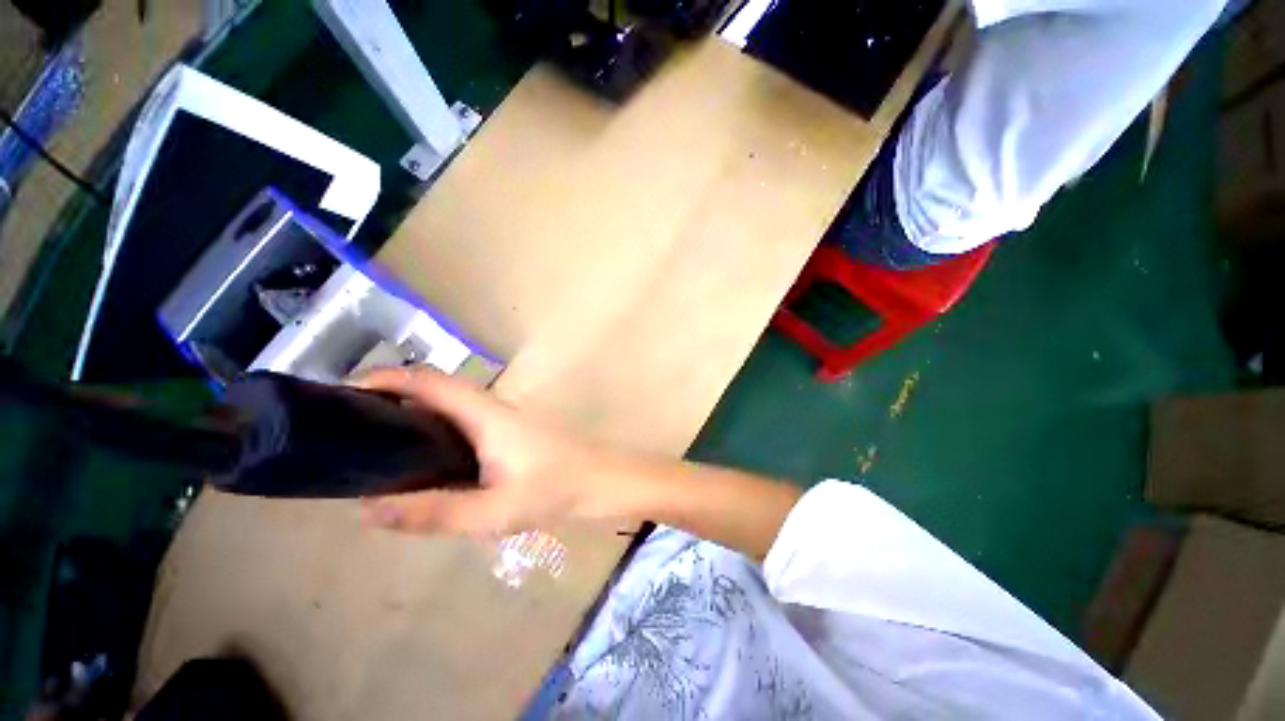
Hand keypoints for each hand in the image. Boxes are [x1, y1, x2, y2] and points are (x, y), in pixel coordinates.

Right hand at [353, 366, 611, 535]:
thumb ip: (433, 513)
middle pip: (436, 388)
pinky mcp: (509, 429)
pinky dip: (435, 426)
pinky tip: (424, 458)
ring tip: (374, 440)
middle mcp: (492, 407)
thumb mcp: (492, 511)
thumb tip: (367, 509)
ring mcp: (503, 416)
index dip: (387, 378)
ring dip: (413, 411)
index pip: (430, 382)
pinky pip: (463, 419)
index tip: (344, 391)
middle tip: (350, 423)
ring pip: (450, 404)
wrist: (599, 480)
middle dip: (392, 395)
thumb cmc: (554, 490)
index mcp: (486, 414)